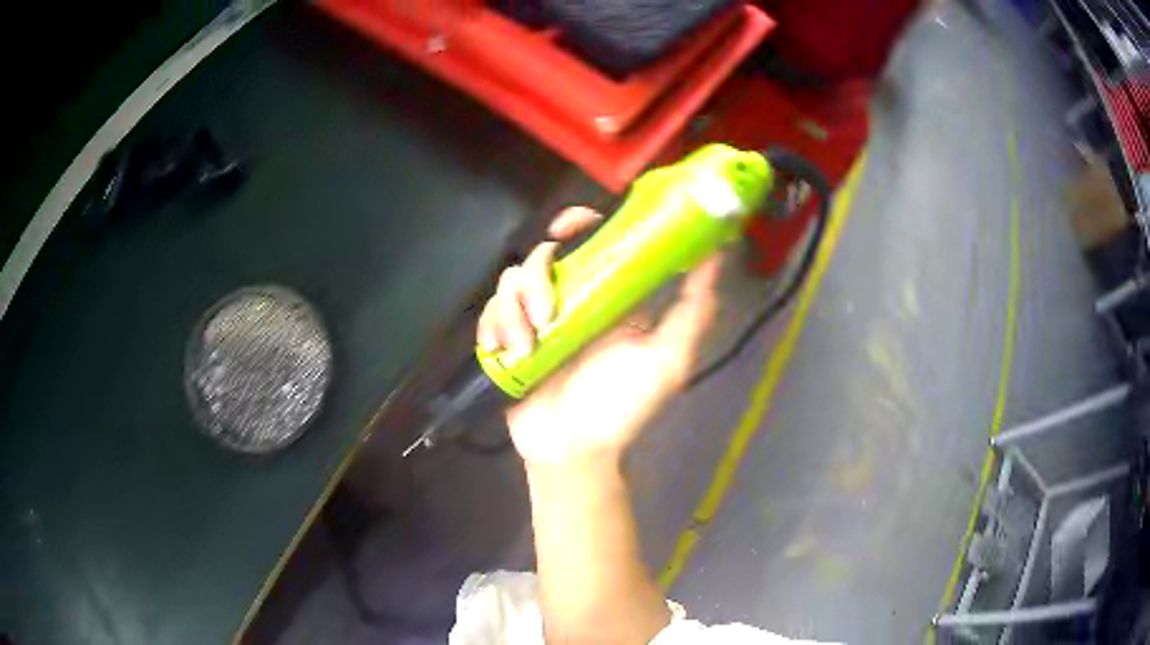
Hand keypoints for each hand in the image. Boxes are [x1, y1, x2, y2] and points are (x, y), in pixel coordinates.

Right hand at [476, 207, 720, 468]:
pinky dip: (492, 327)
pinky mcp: (506, 337)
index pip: (591, 240)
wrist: (573, 451)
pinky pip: (489, 312)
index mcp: (608, 295)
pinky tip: (504, 354)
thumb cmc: (622, 408)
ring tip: (529, 348)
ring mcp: (534, 318)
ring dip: (515, 311)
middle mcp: (571, 299)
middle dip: (537, 275)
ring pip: (510, 282)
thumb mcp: (668, 359)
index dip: (578, 223)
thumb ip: (694, 310)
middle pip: (542, 256)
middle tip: (546, 310)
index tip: (568, 228)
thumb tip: (716, 254)